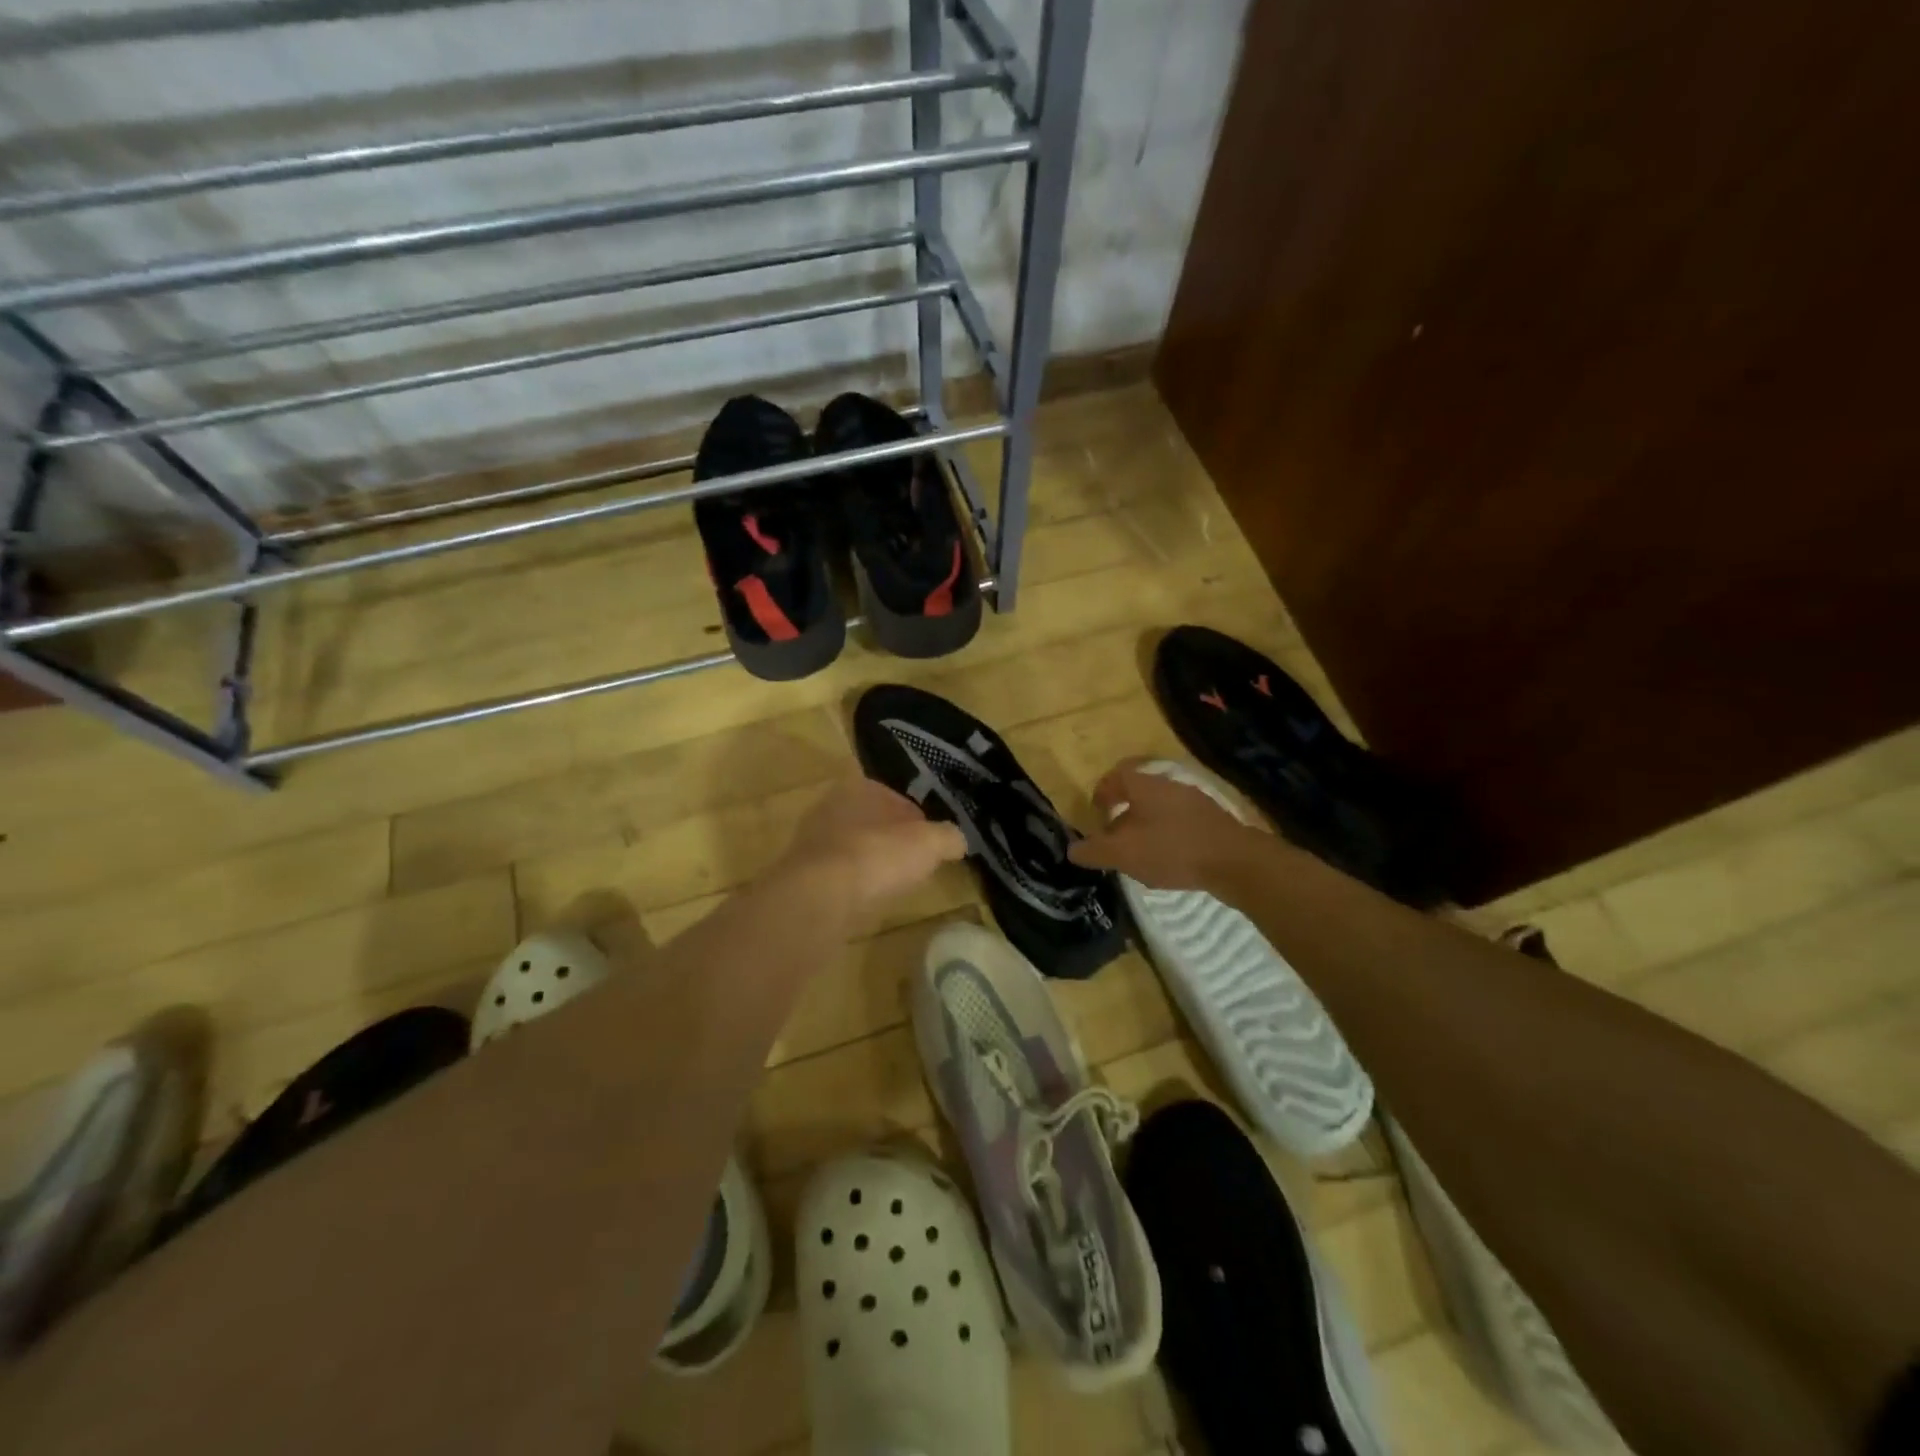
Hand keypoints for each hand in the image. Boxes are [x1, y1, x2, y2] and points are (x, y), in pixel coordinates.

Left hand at [774, 777, 967, 912]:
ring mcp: (810, 838)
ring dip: (870, 862)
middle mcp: (830, 804)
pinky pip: (837, 874)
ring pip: (853, 846)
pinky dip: (852, 883)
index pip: (896, 796)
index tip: (931, 842)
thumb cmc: (878, 855)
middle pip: (872, 821)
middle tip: (913, 862)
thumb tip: (958, 840)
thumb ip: (949, 837)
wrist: (820, 896)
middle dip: (891, 839)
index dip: (918, 818)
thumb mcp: (930, 843)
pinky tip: (865, 899)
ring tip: (891, 884)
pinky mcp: (800, 872)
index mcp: (859, 785)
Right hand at [1067, 759, 1265, 891]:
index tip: (1095, 813)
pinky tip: (1169, 858)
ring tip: (1140, 850)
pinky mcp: (1213, 819)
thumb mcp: (1123, 854)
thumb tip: (1072, 850)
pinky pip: (1180, 820)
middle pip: (1139, 790)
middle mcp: (1169, 784)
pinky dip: (1168, 834)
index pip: (1116, 775)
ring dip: (1146, 824)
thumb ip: (1094, 851)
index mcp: (1144, 784)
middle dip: (1123, 811)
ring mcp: (1194, 800)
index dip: (1102, 792)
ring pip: (1160, 806)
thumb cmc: (1171, 850)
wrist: (1234, 861)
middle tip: (1114, 835)